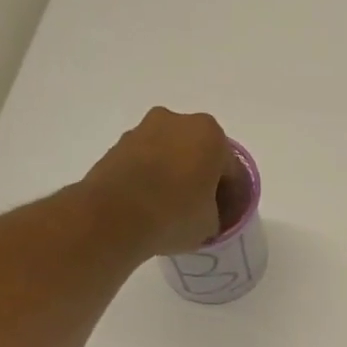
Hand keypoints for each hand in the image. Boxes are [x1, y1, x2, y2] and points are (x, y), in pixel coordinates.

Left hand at [82, 107, 234, 256]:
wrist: (114, 216)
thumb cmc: (175, 215)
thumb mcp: (211, 224)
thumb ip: (216, 212)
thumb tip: (205, 211)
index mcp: (210, 135)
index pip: (231, 169)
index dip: (232, 195)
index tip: (227, 215)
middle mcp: (178, 121)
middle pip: (199, 153)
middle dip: (202, 176)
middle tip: (201, 207)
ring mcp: (143, 129)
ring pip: (170, 154)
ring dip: (175, 174)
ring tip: (172, 206)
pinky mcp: (118, 144)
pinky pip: (146, 161)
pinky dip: (151, 177)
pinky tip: (151, 203)